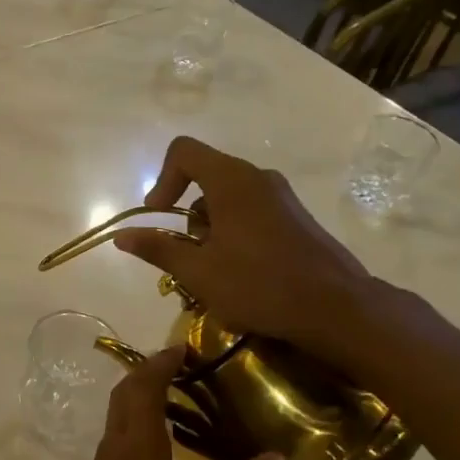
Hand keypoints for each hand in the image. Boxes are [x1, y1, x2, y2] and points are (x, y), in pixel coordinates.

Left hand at [40, 348, 285, 459]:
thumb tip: (276, 458)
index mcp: (140, 450)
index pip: (143, 388)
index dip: (161, 362)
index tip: (183, 347)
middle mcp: (115, 449)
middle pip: (124, 394)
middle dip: (148, 371)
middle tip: (183, 366)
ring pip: (116, 415)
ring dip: (139, 396)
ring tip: (176, 397)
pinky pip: (115, 436)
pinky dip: (134, 421)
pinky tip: (158, 443)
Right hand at [112, 136, 376, 369]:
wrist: (337, 308)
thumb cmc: (260, 285)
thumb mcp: (198, 272)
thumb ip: (158, 249)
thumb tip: (122, 235)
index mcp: (231, 180)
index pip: (183, 151)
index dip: (162, 179)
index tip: (159, 217)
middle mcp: (257, 177)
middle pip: (205, 175)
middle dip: (185, 212)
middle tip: (186, 254)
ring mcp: (281, 196)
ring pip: (228, 196)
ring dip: (209, 226)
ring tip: (212, 269)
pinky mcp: (296, 216)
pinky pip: (251, 210)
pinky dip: (233, 230)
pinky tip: (240, 271)